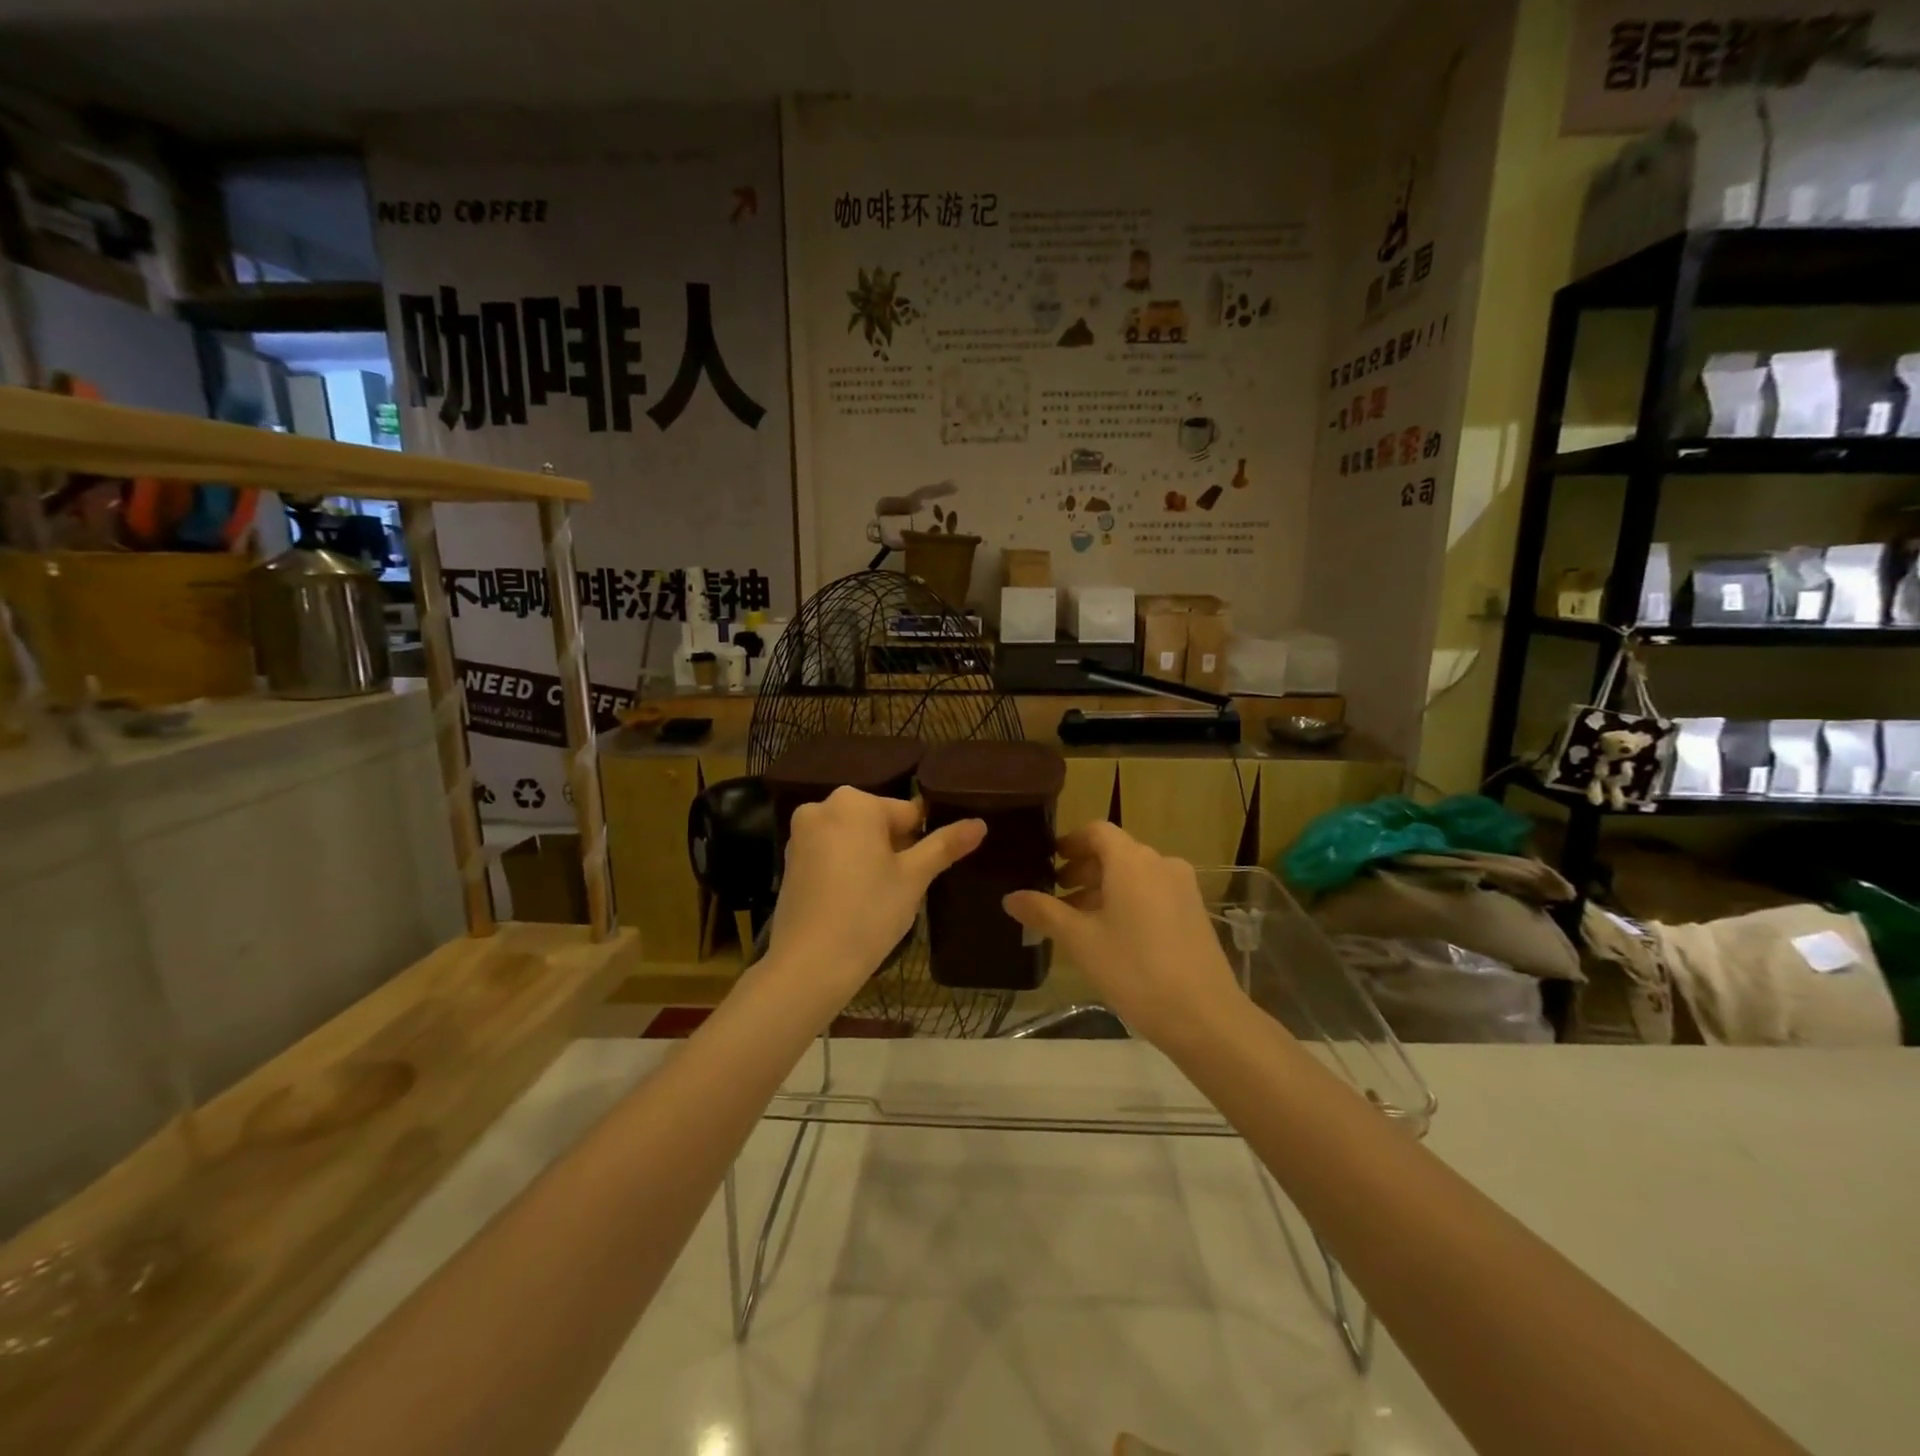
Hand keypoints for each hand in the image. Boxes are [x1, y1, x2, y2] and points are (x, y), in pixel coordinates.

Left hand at [766, 787, 984, 1005]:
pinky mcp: (790, 861)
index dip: (922, 841)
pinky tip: (854, 901)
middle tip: (903, 887)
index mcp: (854, 802)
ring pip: (853, 838)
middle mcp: (822, 807)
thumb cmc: (868, 912)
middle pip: (877, 822)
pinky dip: (846, 869)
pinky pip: (830, 854)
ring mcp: (800, 834)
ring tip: (880, 897)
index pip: (907, 812)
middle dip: (895, 848)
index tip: (925, 871)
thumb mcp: (914, 878)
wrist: (809, 964)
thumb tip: (979, 824)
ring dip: (871, 858)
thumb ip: (945, 845)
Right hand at [1002, 822, 1244, 1047]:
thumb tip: (1011, 897)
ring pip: (1134, 874)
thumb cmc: (1135, 970)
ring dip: (1104, 888)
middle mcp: (1160, 863)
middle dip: (1083, 870)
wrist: (1204, 1015)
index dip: (1070, 842)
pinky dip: (1128, 900)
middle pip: (1116, 852)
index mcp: (1132, 861)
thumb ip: (1044, 912)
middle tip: (1057, 895)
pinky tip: (1113, 935)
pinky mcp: (1194, 911)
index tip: (1049, 862)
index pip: (1096, 831)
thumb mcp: (1080, 941)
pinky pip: (1153, 892)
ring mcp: (1182, 887)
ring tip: (1079, 920)